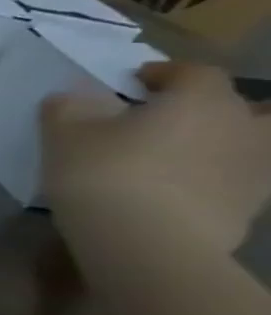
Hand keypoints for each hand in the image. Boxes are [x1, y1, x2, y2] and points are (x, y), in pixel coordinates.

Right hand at [42, 62, 270, 253]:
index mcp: (200, 101)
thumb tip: (75, 97)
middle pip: (240, 105)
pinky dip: (218, 176)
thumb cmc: (104, 173)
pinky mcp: (252, 205)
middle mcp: (242, 127)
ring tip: (179, 153)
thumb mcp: (63, 133)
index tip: (132, 83)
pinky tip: (181, 188)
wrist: (147, 241)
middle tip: (164, 117)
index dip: (164, 73)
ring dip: (222, 141)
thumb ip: (69, 106)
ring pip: (252, 142)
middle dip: (205, 106)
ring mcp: (256, 168)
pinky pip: (240, 178)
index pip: (195, 72)